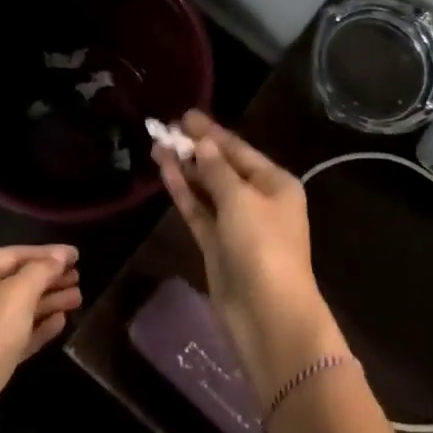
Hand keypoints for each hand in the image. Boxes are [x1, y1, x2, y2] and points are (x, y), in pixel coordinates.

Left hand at [0, 244, 81, 432]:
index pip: (12, 255)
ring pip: (16, 311)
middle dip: (47, 278)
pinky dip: (37, 329)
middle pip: (14, 282)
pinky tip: (60, 324)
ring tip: (78, 299)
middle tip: (80, 277)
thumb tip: (59, 256)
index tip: (77, 255)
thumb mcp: (16, 296)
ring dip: (47, 303)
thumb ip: (40, 271)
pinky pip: (14, 338)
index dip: (46, 253)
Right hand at [154, 112, 345, 390]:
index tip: (185, 115)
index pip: (239, 150)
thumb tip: (202, 143)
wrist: (269, 316)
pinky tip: (165, 172)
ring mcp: (237, 225)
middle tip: (164, 129)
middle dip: (195, 148)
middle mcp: (258, 200)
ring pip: (207, 189)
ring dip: (185, 168)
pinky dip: (184, 193)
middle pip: (222, 167)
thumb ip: (217, 170)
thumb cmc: (263, 247)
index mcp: (275, 184)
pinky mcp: (218, 247)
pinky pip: (199, 212)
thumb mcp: (241, 200)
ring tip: (157, 145)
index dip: (211, 132)